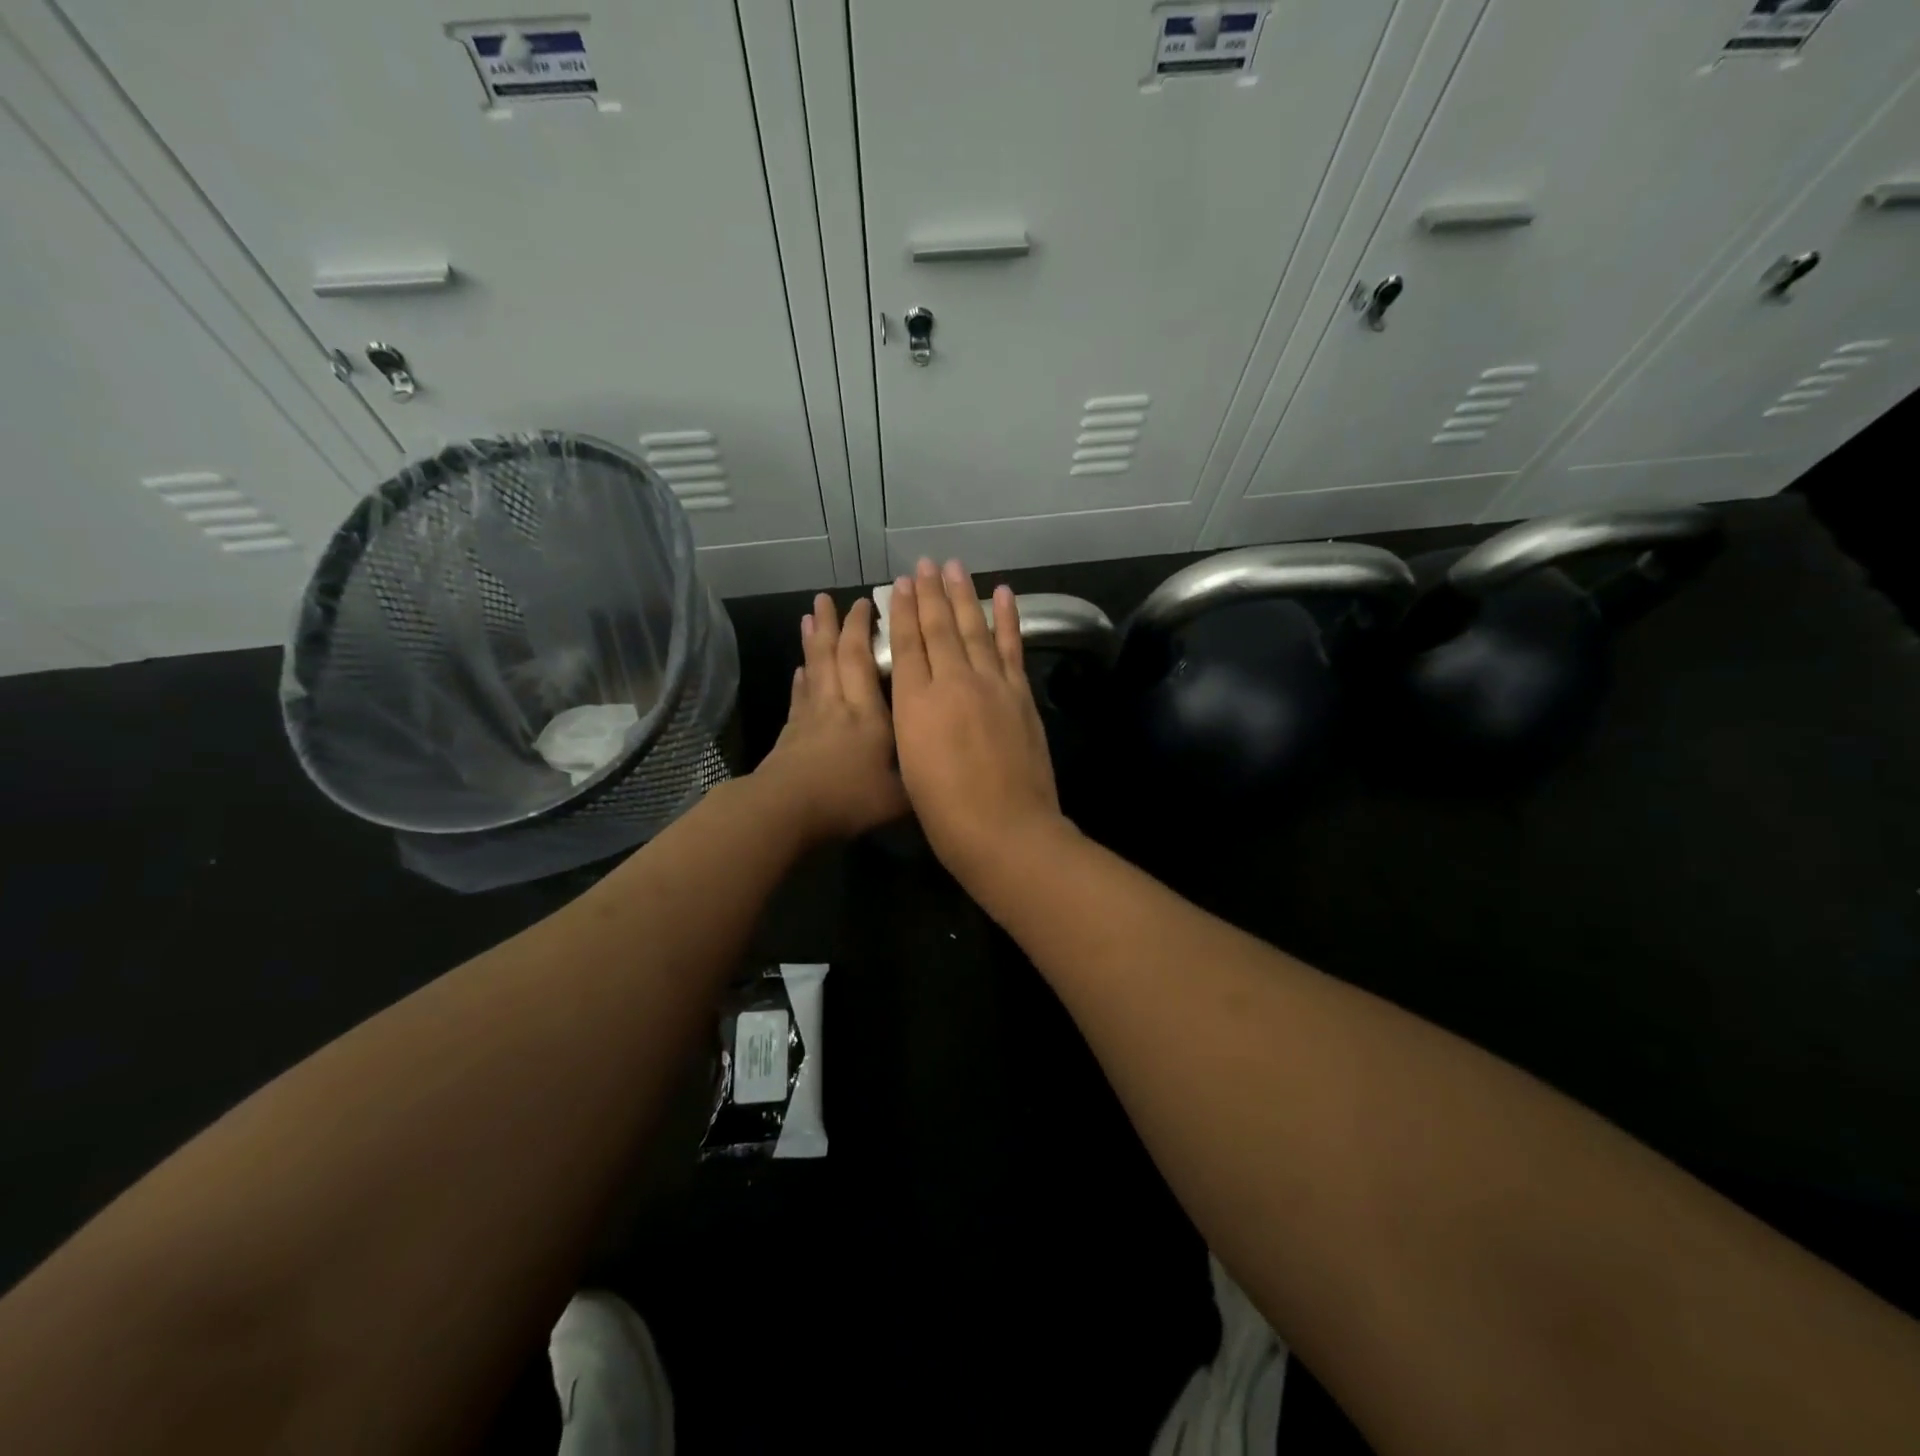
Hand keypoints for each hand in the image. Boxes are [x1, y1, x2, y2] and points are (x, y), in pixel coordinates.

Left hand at [756, 594, 907, 841]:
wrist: (789, 810)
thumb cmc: (848, 799)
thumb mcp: (899, 796)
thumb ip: (919, 775)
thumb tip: (940, 762)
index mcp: (868, 714)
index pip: (863, 660)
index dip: (862, 630)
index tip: (866, 603)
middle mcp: (839, 705)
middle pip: (833, 655)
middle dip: (834, 624)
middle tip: (829, 598)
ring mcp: (810, 717)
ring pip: (813, 668)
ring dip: (812, 640)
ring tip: (809, 616)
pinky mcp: (791, 733)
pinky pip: (798, 696)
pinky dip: (801, 678)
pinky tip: (800, 669)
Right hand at [888, 558, 1069, 885]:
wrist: (1005, 830)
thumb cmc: (945, 812)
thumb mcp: (909, 766)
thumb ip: (910, 721)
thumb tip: (914, 694)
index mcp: (916, 703)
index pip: (907, 645)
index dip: (902, 613)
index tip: (899, 585)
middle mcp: (952, 682)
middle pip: (939, 628)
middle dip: (929, 594)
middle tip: (924, 564)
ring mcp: (991, 685)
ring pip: (974, 629)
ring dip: (963, 596)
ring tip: (954, 568)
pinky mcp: (1020, 694)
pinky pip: (1011, 647)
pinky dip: (1007, 619)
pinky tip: (1004, 594)